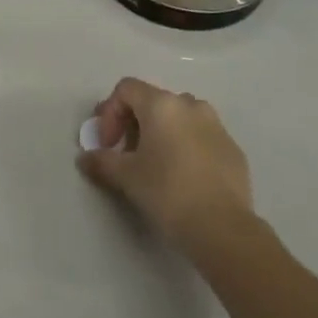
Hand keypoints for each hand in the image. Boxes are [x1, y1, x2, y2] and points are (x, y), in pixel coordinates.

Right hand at [77, 77, 255, 258]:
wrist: (222, 228)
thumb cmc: (167, 192)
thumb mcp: (127, 177)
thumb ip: (102, 161)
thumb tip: (85, 158)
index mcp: (162, 105)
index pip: (126, 89)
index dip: (109, 112)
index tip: (108, 144)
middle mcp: (190, 105)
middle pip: (153, 101)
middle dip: (134, 124)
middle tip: (126, 155)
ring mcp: (216, 125)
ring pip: (180, 118)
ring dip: (162, 133)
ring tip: (155, 165)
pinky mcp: (232, 148)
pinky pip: (201, 137)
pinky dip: (186, 147)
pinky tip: (183, 178)